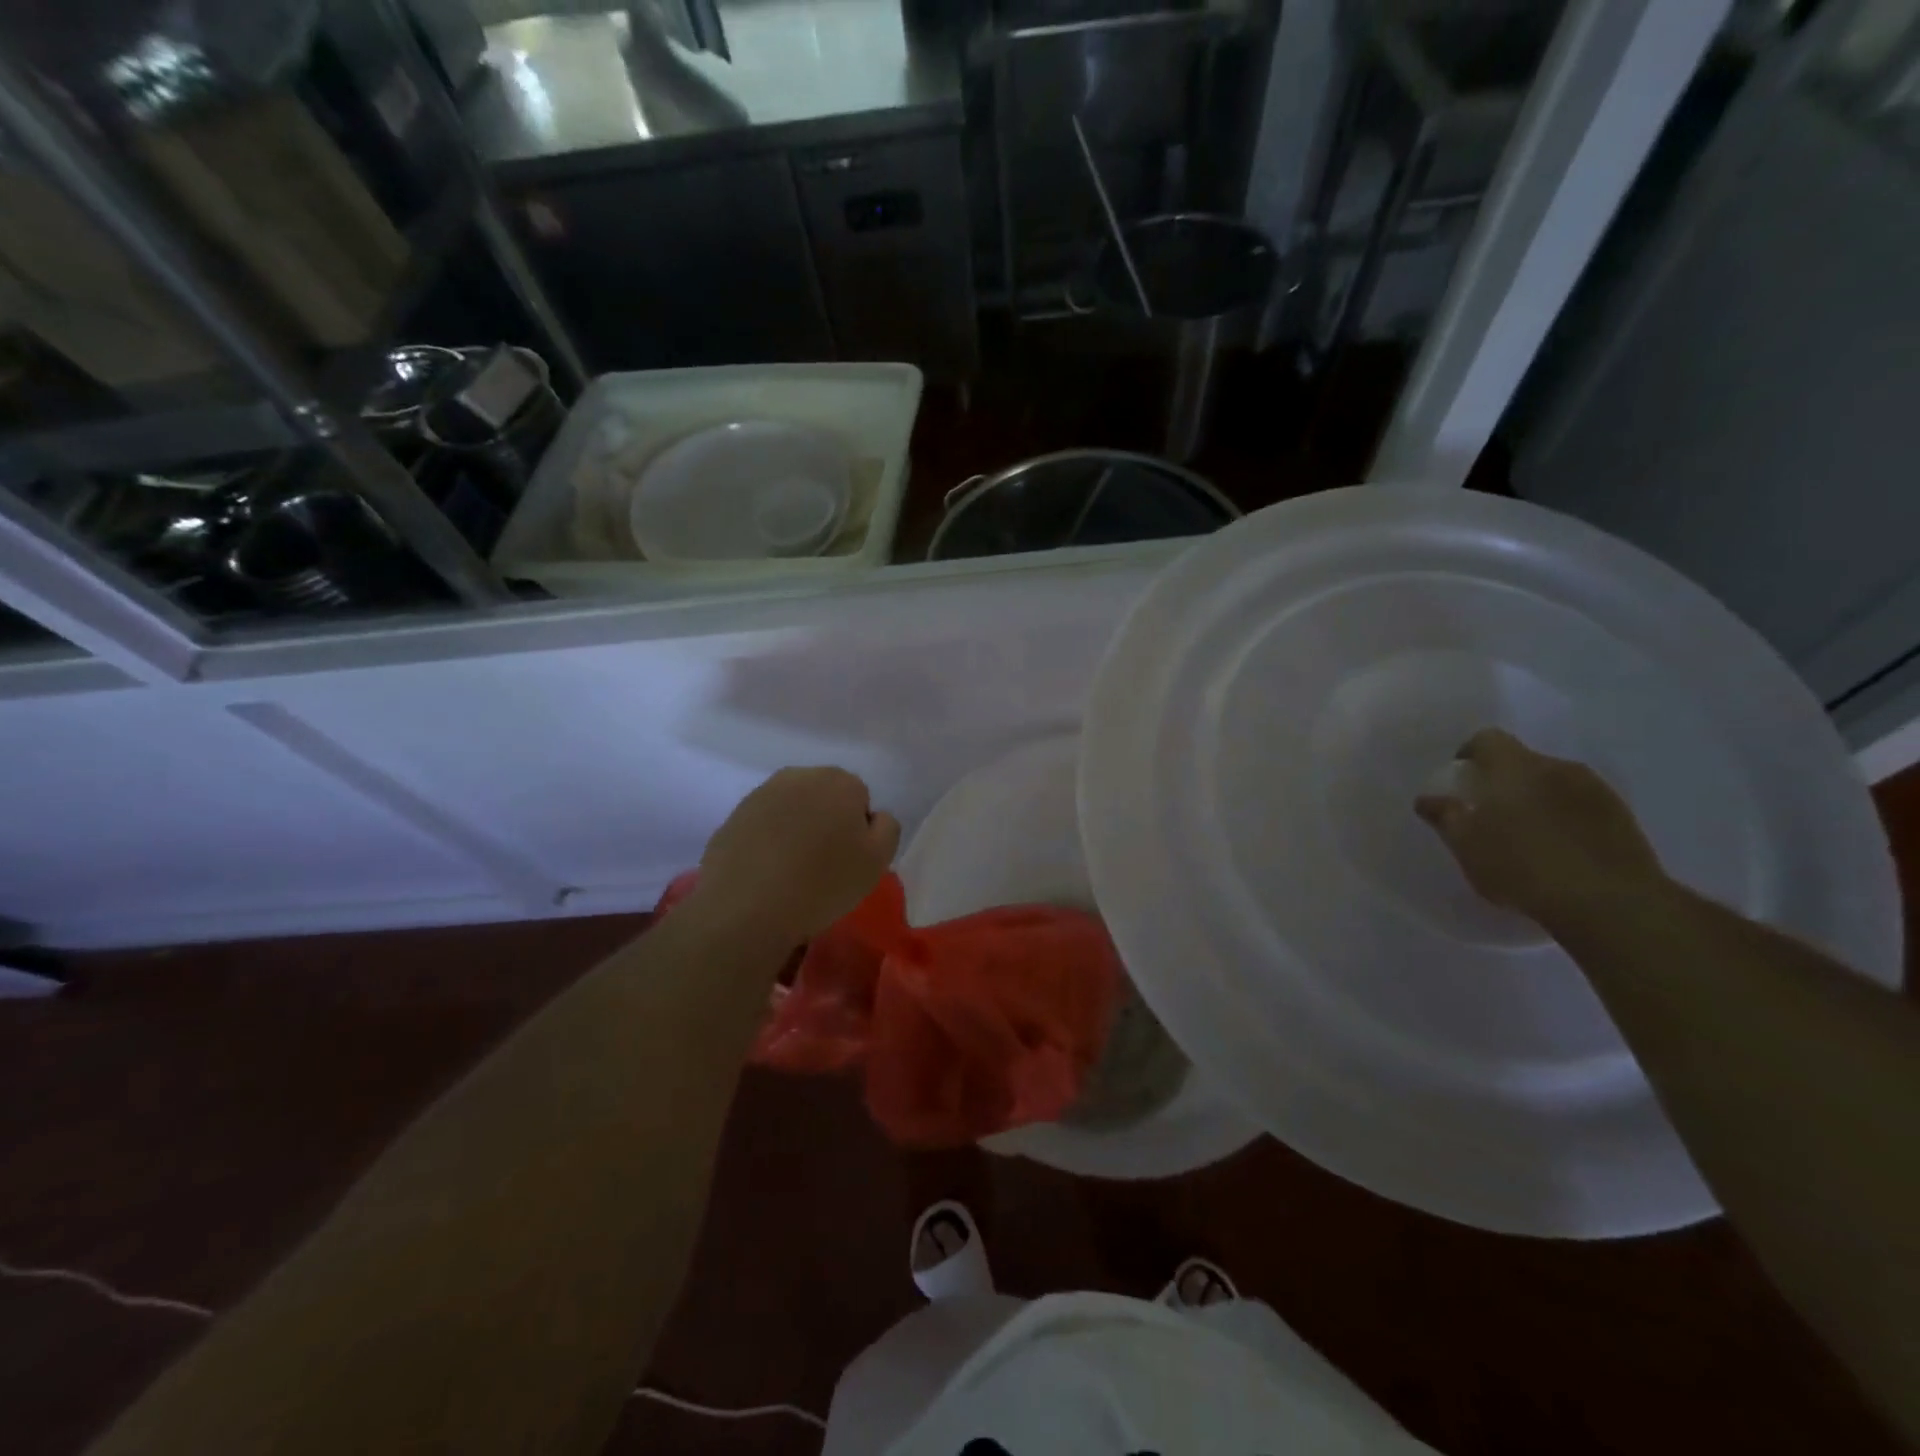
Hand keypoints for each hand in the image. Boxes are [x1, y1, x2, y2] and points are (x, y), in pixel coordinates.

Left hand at [693, 767, 900, 947]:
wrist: (746, 907)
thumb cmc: (823, 883)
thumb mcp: (878, 861)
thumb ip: (887, 828)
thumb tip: (873, 817)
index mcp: (840, 781)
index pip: (859, 798)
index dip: (857, 830)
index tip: (848, 859)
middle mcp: (800, 776)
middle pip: (825, 797)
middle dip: (826, 822)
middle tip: (822, 865)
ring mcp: (762, 793)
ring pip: (792, 809)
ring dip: (796, 830)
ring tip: (792, 871)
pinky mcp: (734, 815)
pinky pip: (764, 825)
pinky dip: (768, 841)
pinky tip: (766, 873)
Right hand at [1414, 728, 1666, 930]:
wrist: (1611, 903)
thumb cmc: (1522, 866)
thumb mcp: (1467, 846)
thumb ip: (1445, 816)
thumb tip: (1427, 800)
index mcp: (1515, 768)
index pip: (1487, 739)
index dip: (1470, 754)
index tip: (1463, 779)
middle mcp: (1558, 768)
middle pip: (1523, 761)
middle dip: (1504, 780)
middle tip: (1491, 813)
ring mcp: (1597, 791)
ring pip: (1555, 783)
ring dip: (1538, 799)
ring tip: (1528, 835)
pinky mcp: (1623, 817)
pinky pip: (1582, 805)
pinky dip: (1566, 818)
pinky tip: (1560, 850)